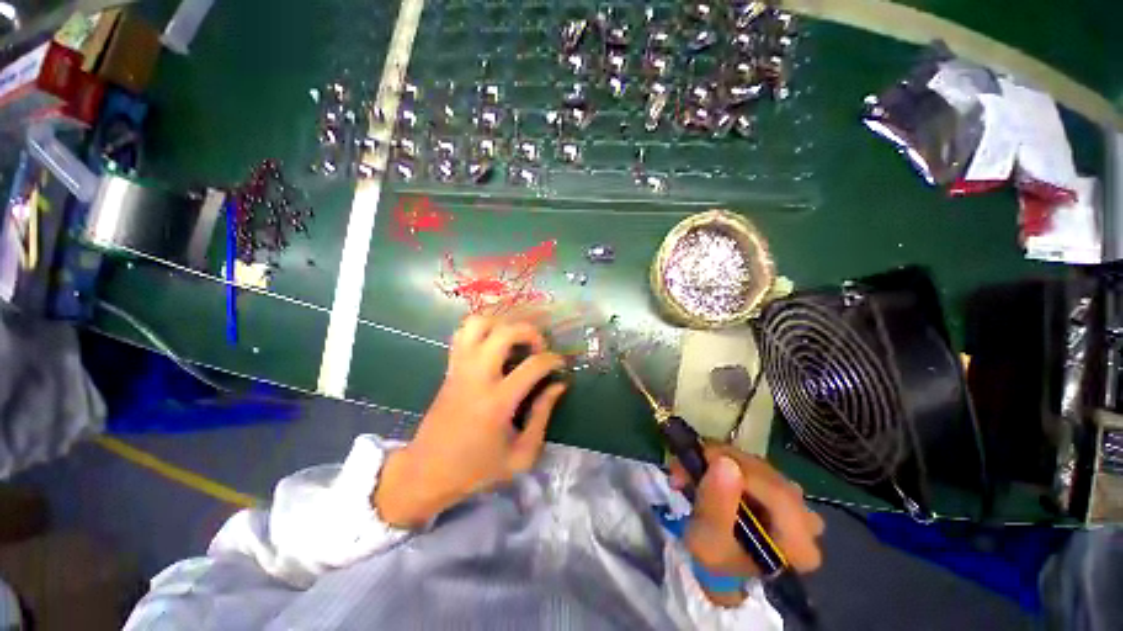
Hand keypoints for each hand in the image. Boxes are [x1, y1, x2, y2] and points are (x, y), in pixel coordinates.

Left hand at [375, 316, 567, 527]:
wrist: (427, 472)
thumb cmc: (477, 469)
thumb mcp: (521, 455)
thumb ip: (543, 416)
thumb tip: (559, 385)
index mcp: (497, 402)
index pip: (533, 365)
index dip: (554, 360)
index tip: (560, 365)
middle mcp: (477, 377)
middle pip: (505, 332)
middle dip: (530, 332)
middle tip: (538, 347)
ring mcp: (460, 368)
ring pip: (478, 324)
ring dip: (502, 324)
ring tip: (515, 340)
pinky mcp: (450, 367)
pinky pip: (462, 333)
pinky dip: (482, 328)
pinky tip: (494, 342)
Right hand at [670, 445, 824, 606]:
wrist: (721, 570)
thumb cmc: (716, 561)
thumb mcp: (707, 542)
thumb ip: (715, 504)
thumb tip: (724, 462)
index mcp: (798, 543)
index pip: (775, 492)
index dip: (738, 468)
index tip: (701, 457)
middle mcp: (807, 520)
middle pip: (766, 474)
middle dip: (721, 461)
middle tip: (686, 463)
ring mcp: (797, 503)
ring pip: (758, 465)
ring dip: (718, 459)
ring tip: (689, 469)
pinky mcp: (782, 490)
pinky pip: (755, 465)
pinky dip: (726, 462)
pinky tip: (706, 470)